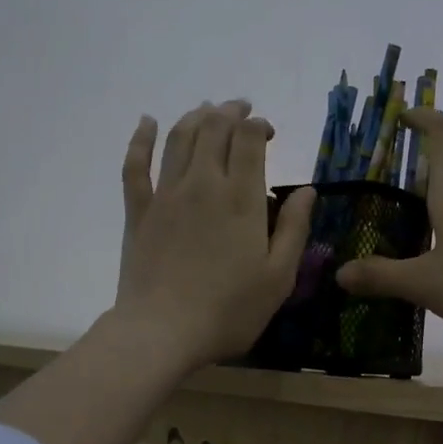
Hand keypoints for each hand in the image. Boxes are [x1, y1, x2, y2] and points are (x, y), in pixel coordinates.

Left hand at [113, 99, 314, 370]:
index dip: (258, 125)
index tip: (267, 134)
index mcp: (241, 198)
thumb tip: (307, 190)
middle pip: (213, 128)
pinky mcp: (138, 211)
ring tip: (208, 111)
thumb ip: (294, 229)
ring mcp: (166, 195)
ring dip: (196, 116)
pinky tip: (146, 121)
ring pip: (178, 137)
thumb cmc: (229, 310)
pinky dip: (140, 138)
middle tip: (242, 111)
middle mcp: (202, 184)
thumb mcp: (278, 277)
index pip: (248, 138)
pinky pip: (135, 165)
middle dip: (230, 112)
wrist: (162, 332)